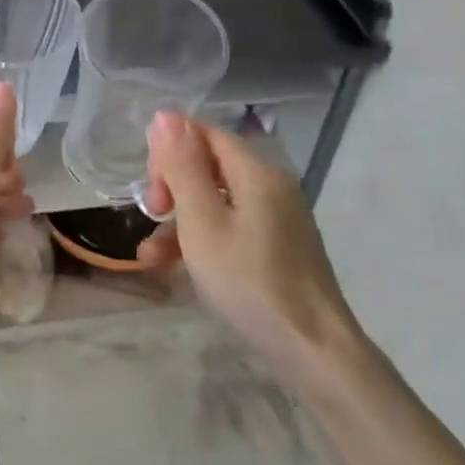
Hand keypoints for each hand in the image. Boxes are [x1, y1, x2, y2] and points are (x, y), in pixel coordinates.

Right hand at [137, 112, 367, 390]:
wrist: (313, 350)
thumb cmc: (249, 281)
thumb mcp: (202, 222)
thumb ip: (182, 167)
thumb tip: (165, 114)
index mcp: (256, 172)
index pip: (203, 135)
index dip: (169, 153)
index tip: (151, 191)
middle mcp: (270, 186)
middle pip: (207, 166)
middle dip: (171, 188)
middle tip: (152, 217)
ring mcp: (276, 218)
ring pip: (214, 202)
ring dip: (178, 223)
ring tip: (151, 258)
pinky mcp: (277, 247)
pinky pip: (229, 227)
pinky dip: (200, 241)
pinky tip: (176, 269)